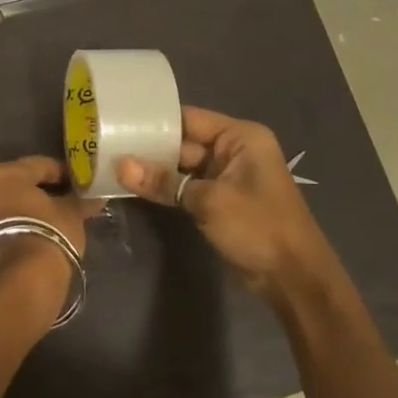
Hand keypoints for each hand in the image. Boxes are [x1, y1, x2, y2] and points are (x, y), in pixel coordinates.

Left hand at [0, 156, 98, 300]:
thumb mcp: (71, 215)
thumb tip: (96, 196)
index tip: (76, 183)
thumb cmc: (48, 235)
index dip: (60, 173)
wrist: (20, 281)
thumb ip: (80, 201)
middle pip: (12, 185)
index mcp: (4, 174)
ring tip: (40, 224)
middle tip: (58, 202)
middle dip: (34, 192)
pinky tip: (23, 240)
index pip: (37, 165)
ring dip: (16, 212)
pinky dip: (5, 230)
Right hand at [117, 106, 336, 294]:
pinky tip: (133, 187)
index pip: (189, 119)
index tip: (118, 122)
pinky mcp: (219, 200)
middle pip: (183, 142)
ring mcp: (226, 177)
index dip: (154, 121)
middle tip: (105, 146)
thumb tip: (120, 166)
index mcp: (240, 137)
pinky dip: (165, 189)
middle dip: (149, 148)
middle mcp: (233, 151)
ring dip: (154, 171)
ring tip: (111, 165)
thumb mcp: (209, 201)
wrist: (293, 278)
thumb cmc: (258, 227)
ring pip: (181, 167)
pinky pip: (185, 187)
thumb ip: (164, 182)